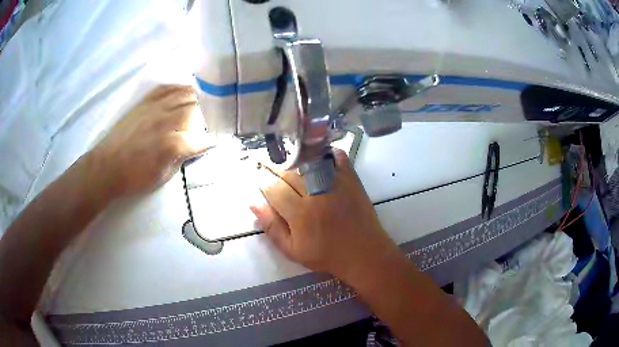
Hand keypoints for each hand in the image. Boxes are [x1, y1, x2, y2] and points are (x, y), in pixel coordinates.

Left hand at [92, 85, 209, 197]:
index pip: (200, 139)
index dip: (209, 142)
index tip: (214, 144)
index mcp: (170, 144)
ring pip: (184, 95)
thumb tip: (194, 147)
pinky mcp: (145, 102)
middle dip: (208, 116)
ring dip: (198, 99)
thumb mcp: (162, 176)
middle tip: (212, 121)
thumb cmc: (134, 177)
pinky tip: (185, 91)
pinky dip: (179, 88)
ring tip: (205, 103)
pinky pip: (167, 88)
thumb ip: (181, 158)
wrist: (108, 166)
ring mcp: (155, 108)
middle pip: (196, 110)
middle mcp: (165, 121)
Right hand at [251, 149, 399, 281]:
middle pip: (288, 173)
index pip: (273, 189)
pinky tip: (317, 153)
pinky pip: (337, 158)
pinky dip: (327, 152)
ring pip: (309, 162)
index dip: (262, 181)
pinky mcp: (351, 180)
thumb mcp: (293, 250)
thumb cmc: (326, 255)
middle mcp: (315, 194)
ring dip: (294, 157)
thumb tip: (254, 205)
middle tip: (264, 161)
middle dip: (273, 166)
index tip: (256, 176)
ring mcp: (335, 184)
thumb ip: (272, 228)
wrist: (363, 253)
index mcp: (299, 214)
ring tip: (284, 156)